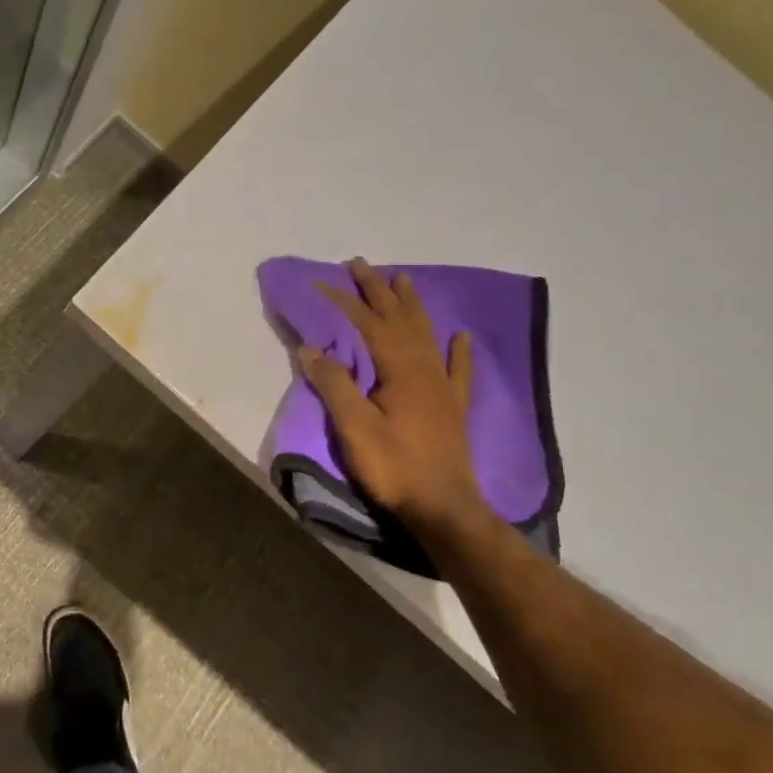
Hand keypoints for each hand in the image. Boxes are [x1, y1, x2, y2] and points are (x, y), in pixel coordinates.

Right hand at [299, 258, 489, 532]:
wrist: (444, 508)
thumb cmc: (394, 467)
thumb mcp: (354, 427)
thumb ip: (334, 384)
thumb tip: (311, 348)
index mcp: (400, 370)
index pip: (368, 324)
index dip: (345, 301)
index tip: (323, 282)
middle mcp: (424, 369)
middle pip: (399, 320)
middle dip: (378, 290)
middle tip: (361, 264)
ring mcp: (442, 387)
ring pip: (426, 335)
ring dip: (412, 306)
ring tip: (402, 279)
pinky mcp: (453, 408)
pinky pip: (458, 370)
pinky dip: (458, 350)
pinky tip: (460, 336)